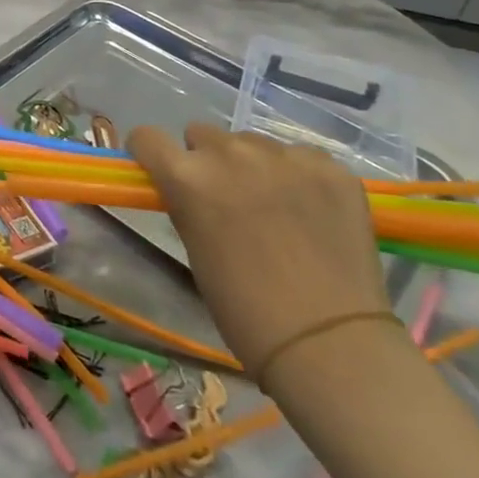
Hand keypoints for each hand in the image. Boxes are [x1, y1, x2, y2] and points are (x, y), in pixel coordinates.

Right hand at [128, 123, 388, 381]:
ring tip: (275, 207)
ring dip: (253, 165)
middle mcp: (231, 154)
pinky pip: (301, 157)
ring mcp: (285, 157)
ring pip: (253, 143)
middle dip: (206, 160)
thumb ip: (187, 204)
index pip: (148, 137)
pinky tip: (311, 212)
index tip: (160, 169)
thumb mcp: (195, 249)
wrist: (329, 343)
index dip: (150, 153)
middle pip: (203, 134)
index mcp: (188, 177)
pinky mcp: (330, 168)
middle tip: (225, 198)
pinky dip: (298, 176)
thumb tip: (189, 190)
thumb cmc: (244, 308)